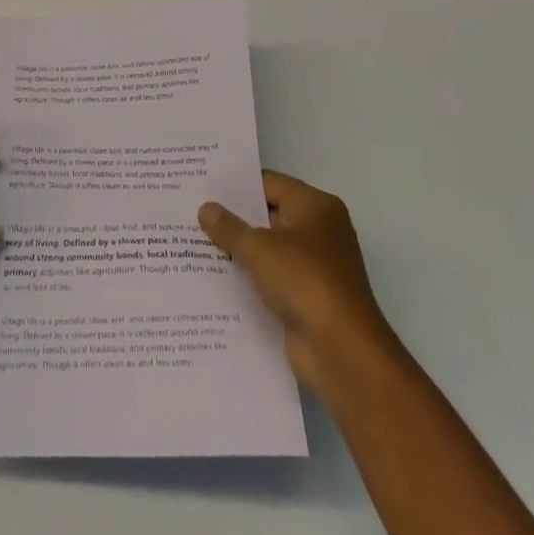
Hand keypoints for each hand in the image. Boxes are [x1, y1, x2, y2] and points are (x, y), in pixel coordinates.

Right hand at [199, 171, 399, 389]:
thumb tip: (206, 208)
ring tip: (194, 242)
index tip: (202, 184)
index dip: (236, 185)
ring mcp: (315, 266)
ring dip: (239, 250)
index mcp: (316, 206)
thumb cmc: (304, 281)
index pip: (269, 184)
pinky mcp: (307, 297)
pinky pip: (271, 277)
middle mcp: (320, 230)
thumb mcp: (259, 248)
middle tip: (192, 211)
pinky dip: (249, 277)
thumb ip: (229, 227)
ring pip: (268, 248)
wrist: (341, 351)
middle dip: (233, 217)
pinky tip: (214, 278)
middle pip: (269, 215)